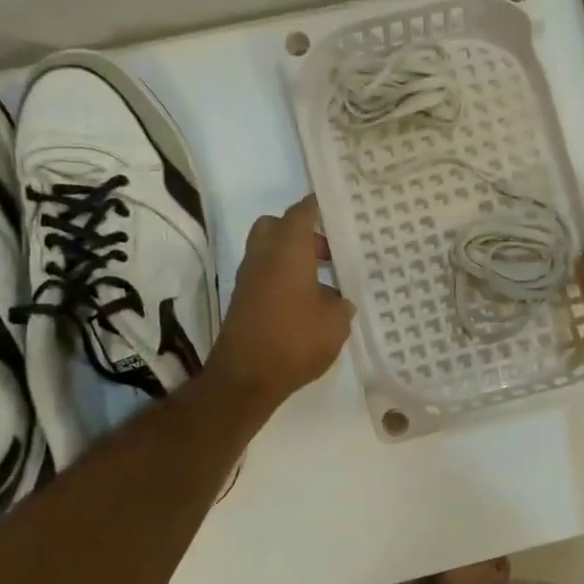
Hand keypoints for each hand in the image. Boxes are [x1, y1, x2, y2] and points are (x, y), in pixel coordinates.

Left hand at [209, 196, 355, 411]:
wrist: (246, 377)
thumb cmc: (295, 341)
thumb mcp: (335, 324)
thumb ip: (341, 304)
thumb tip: (338, 299)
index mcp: (289, 251)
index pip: (301, 213)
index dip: (316, 206)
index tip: (333, 205)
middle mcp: (264, 256)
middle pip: (276, 227)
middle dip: (300, 232)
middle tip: (326, 251)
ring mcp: (248, 278)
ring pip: (268, 251)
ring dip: (292, 258)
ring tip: (322, 282)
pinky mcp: (242, 300)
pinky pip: (265, 275)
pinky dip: (283, 278)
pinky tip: (306, 303)